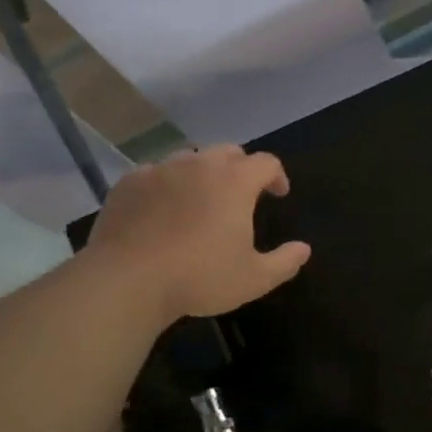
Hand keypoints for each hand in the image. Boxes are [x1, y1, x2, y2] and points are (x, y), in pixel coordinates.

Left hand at [87, 145, 310, 320]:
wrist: (127, 280)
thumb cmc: (200, 277)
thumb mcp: (254, 278)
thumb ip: (285, 261)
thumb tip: (304, 249)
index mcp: (235, 181)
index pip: (266, 162)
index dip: (277, 175)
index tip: (278, 194)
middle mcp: (199, 164)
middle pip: (228, 152)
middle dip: (241, 168)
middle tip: (241, 194)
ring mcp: (160, 169)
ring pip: (189, 159)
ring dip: (202, 173)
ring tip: (200, 200)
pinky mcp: (129, 182)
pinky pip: (155, 173)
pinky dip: (167, 185)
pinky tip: (162, 210)